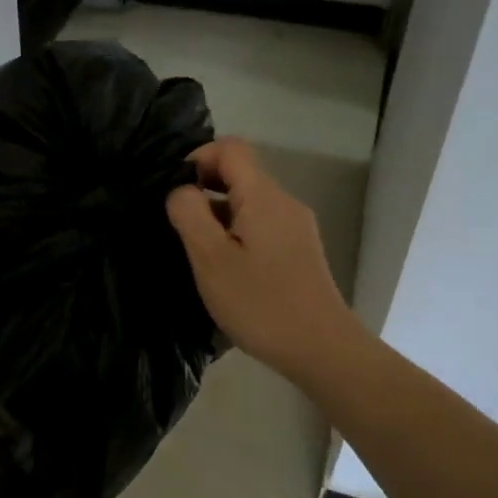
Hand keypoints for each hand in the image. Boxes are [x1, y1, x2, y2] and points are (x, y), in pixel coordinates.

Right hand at [165, 138, 357, 377]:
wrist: (321, 349)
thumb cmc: (260, 303)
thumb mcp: (210, 259)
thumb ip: (190, 214)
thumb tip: (181, 190)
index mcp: (263, 196)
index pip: (230, 148)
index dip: (198, 159)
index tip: (176, 193)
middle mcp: (284, 202)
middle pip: (241, 173)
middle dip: (205, 189)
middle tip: (180, 226)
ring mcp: (296, 226)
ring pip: (250, 201)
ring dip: (219, 215)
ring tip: (198, 251)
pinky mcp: (300, 250)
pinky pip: (261, 224)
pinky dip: (237, 232)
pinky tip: (226, 268)